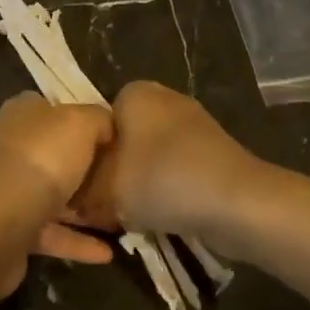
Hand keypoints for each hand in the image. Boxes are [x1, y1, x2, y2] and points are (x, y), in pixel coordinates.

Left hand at [0, 94, 115, 295]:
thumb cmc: (38, 163)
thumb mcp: (78, 124)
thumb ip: (98, 119)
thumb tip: (108, 125)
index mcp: (24, 113)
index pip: (59, 109)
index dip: (88, 121)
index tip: (118, 140)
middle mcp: (13, 145)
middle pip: (58, 152)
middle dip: (89, 166)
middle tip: (125, 181)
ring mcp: (10, 188)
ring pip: (54, 193)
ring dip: (85, 206)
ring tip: (122, 218)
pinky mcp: (11, 229)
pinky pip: (51, 231)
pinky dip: (77, 241)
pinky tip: (107, 254)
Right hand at [73, 81, 263, 241]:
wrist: (238, 202)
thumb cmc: (163, 180)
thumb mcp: (107, 190)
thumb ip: (83, 191)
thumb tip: (71, 200)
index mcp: (134, 91)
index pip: (96, 121)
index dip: (88, 157)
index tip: (85, 188)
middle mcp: (163, 97)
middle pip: (124, 139)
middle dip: (115, 171)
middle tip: (105, 205)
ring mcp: (192, 123)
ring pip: (150, 156)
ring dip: (142, 184)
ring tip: (135, 216)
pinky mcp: (214, 150)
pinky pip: (177, 169)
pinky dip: (169, 190)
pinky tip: (165, 217)